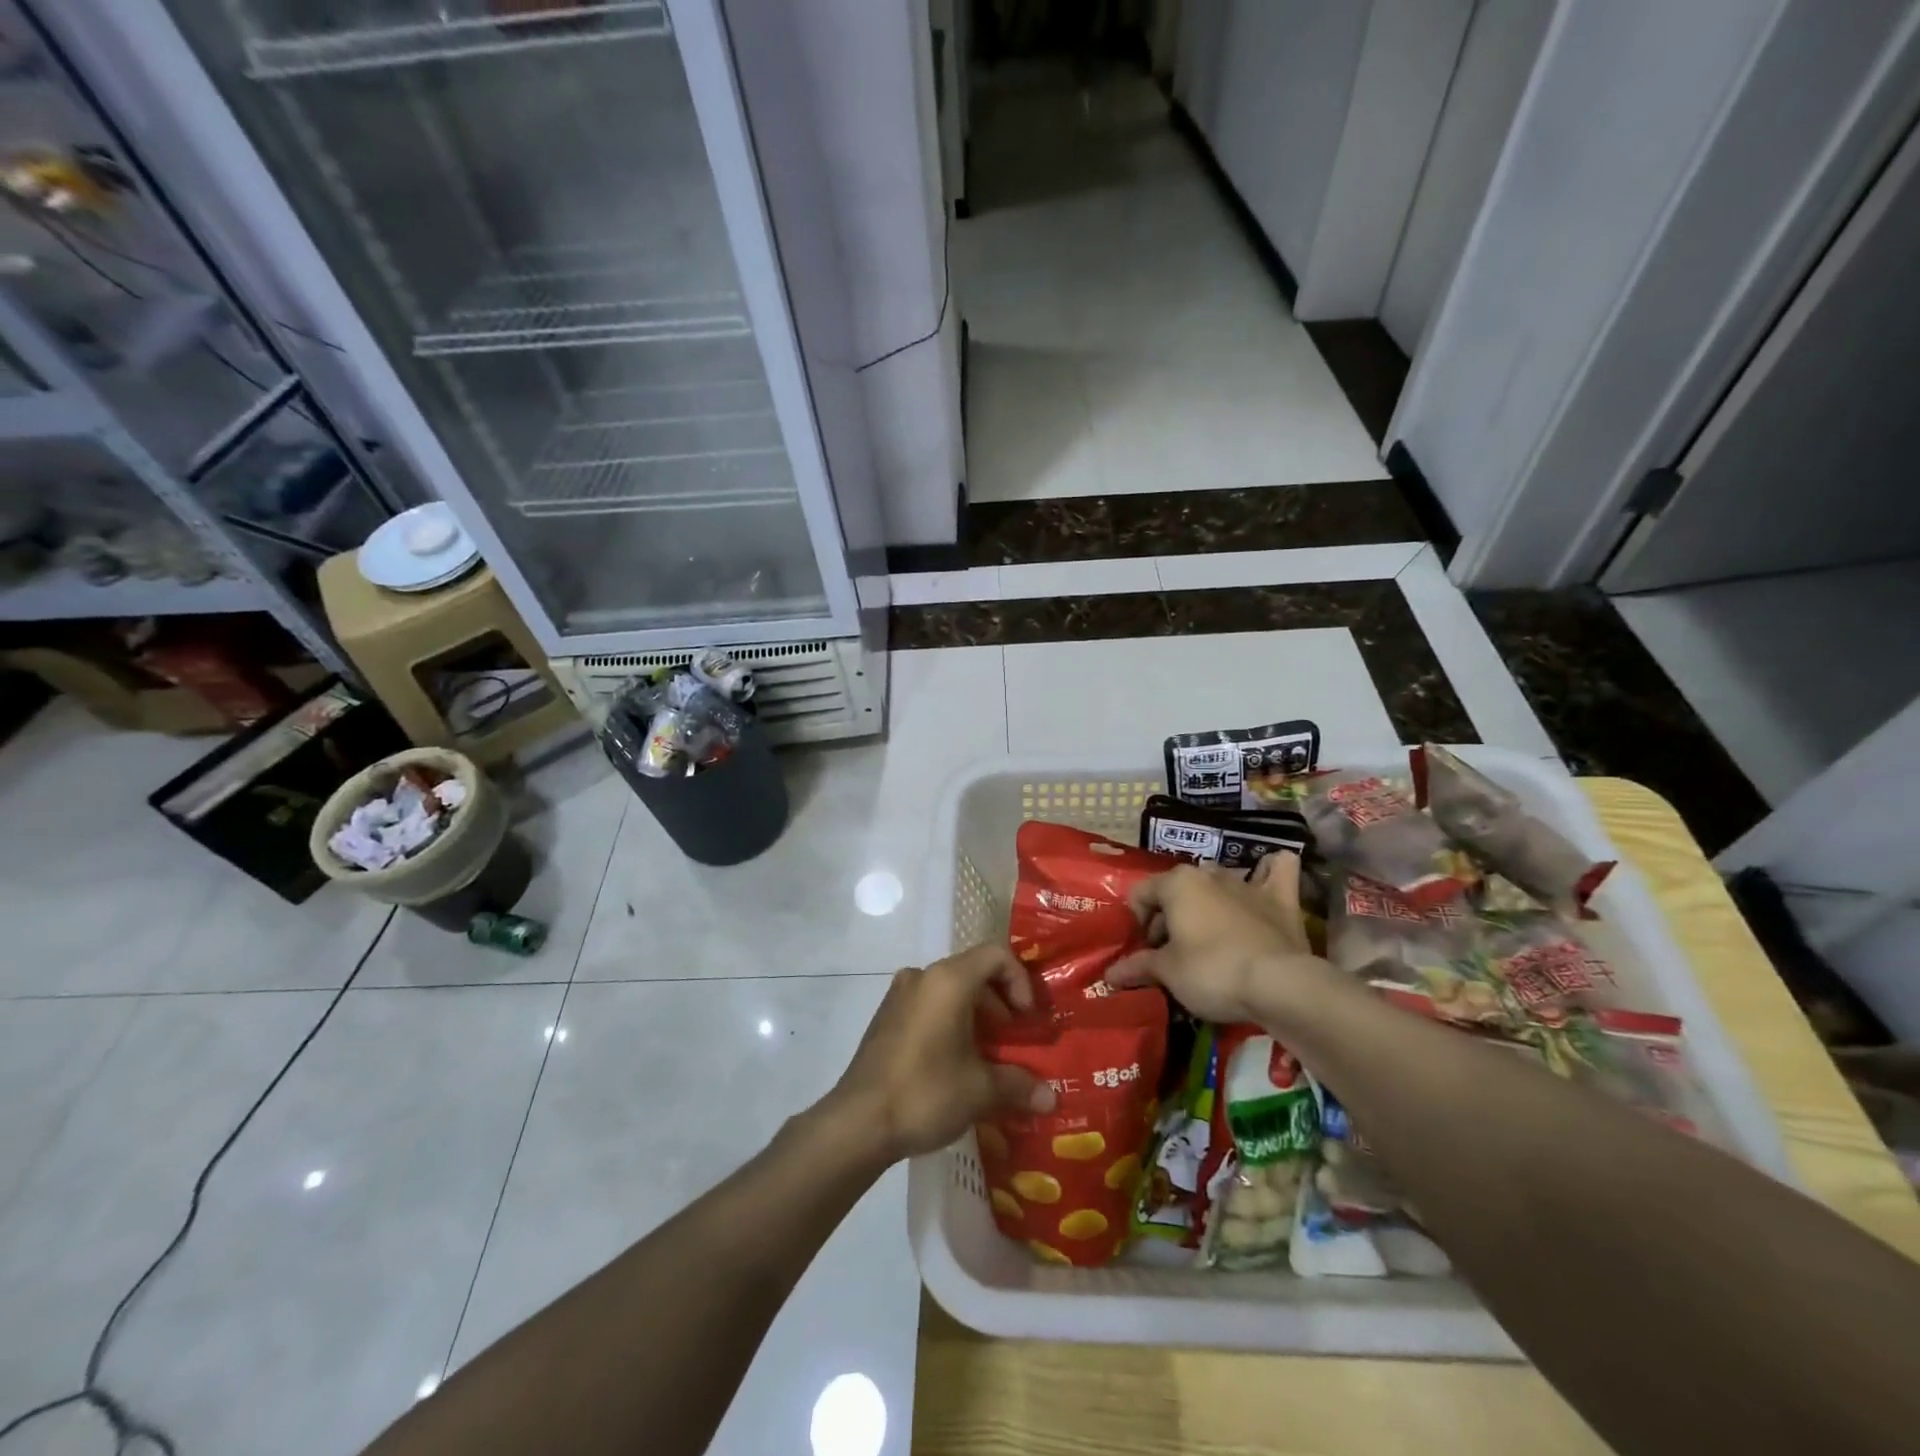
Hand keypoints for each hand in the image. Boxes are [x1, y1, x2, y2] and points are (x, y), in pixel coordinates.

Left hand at [824, 943, 1056, 1162]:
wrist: (858, 1122)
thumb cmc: (925, 1092)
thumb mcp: (980, 1091)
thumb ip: (1019, 1086)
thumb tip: (1051, 1098)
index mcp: (948, 980)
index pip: (996, 955)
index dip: (1020, 980)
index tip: (1026, 1019)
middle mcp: (922, 976)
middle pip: (973, 970)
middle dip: (1000, 1002)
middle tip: (1013, 1040)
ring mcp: (899, 994)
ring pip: (949, 989)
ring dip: (976, 1014)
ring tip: (988, 1055)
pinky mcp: (885, 1016)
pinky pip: (928, 1004)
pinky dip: (950, 1020)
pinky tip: (955, 1062)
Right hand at [1106, 852, 1330, 1023]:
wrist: (1278, 985)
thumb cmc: (1211, 971)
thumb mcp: (1167, 972)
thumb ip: (1138, 966)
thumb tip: (1111, 974)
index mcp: (1176, 883)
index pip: (1141, 894)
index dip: (1138, 924)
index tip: (1145, 953)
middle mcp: (1209, 874)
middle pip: (1177, 891)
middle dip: (1170, 918)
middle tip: (1172, 955)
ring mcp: (1247, 883)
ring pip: (1219, 881)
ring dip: (1209, 900)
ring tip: (1208, 935)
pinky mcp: (1282, 899)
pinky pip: (1277, 870)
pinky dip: (1269, 872)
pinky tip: (1264, 879)